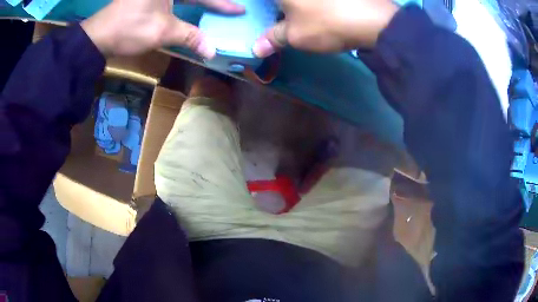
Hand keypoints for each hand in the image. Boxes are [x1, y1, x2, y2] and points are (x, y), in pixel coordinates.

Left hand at [81, 0, 243, 57]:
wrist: (98, 36)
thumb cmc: (129, 29)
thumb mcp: (162, 31)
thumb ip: (190, 36)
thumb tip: (212, 51)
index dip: (222, 3)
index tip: (239, 10)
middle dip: (211, 1)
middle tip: (227, 7)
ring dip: (198, 2)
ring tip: (213, 7)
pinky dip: (184, 3)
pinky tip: (192, 6)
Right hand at [252, 0, 399, 57]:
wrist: (374, 20)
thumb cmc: (325, 24)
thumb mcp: (294, 35)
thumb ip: (272, 38)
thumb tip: (256, 49)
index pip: (261, 0)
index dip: (261, 5)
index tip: (269, 14)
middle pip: (283, 0)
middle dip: (280, 7)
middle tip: (281, 13)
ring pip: (302, 1)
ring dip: (299, 7)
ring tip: (301, 13)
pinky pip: (319, 0)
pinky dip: (315, 4)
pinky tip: (325, 8)